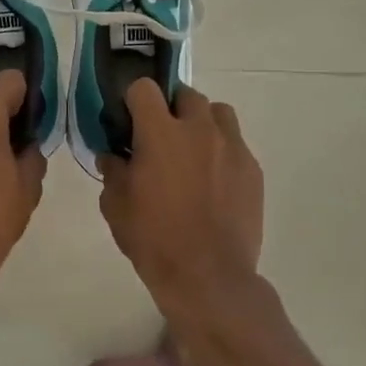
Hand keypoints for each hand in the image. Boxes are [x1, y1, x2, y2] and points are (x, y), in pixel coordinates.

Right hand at [98, 82, 264, 319]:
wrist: (208, 277)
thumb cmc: (153, 238)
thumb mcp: (115, 206)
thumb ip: (113, 172)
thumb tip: (112, 156)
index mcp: (160, 133)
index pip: (144, 89)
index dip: (133, 99)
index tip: (128, 120)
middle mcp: (199, 130)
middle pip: (186, 94)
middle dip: (171, 107)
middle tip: (160, 136)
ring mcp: (232, 148)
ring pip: (218, 113)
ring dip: (202, 122)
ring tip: (192, 150)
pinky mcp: (252, 170)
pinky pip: (236, 144)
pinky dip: (222, 151)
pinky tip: (213, 181)